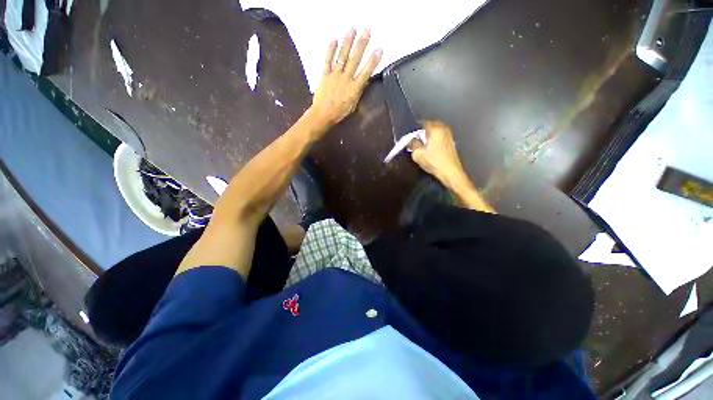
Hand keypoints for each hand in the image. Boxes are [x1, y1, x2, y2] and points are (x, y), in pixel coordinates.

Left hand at [307, 29, 382, 129]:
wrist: (323, 114)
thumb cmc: (339, 113)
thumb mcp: (352, 106)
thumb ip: (358, 93)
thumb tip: (363, 82)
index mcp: (354, 88)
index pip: (366, 72)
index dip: (373, 61)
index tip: (379, 49)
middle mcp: (345, 79)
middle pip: (355, 59)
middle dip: (361, 44)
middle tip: (367, 31)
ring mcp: (334, 75)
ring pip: (342, 56)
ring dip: (348, 42)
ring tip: (353, 29)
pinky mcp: (325, 74)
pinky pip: (328, 60)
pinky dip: (330, 50)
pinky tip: (334, 40)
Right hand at [410, 121, 466, 182]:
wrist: (450, 172)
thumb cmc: (434, 162)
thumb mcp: (417, 154)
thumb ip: (412, 144)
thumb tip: (411, 140)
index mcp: (435, 128)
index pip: (421, 123)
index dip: (414, 130)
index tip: (409, 136)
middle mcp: (443, 128)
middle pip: (429, 126)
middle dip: (421, 133)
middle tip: (415, 141)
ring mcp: (449, 135)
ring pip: (434, 132)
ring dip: (428, 137)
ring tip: (422, 147)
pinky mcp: (451, 142)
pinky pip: (439, 137)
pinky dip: (434, 141)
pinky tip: (430, 150)